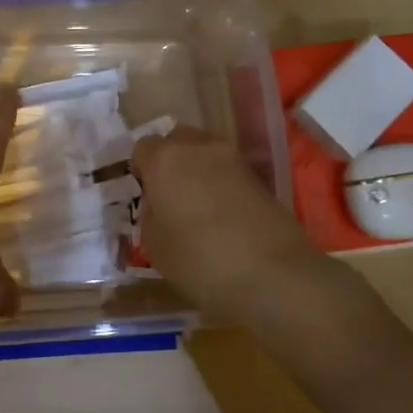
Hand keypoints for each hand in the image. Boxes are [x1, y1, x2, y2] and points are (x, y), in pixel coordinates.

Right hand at [132, 127, 317, 316]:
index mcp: (165, 159)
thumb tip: (159, 202)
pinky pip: (228, 170)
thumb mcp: (154, 245)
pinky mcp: (259, 175)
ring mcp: (233, 158)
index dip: (140, 170)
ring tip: (197, 205)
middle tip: (169, 194)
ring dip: (197, 169)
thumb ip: (150, 213)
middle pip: (177, 139)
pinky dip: (220, 182)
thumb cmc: (199, 260)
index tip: (144, 195)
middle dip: (170, 160)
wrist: (272, 274)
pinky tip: (222, 214)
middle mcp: (198, 147)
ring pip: (205, 152)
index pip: (142, 148)